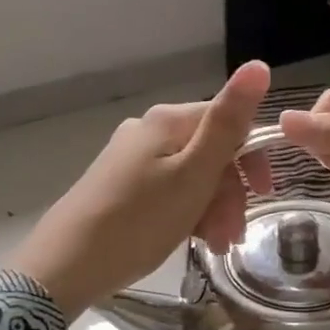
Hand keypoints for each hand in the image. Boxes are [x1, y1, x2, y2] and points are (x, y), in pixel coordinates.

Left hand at [6, 62, 272, 317]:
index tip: (263, 196)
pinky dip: (187, 214)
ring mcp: (131, 158)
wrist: (66, 265)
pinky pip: (169, 192)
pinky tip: (192, 241)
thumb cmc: (139, 219)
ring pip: (191, 176)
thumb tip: (258, 64)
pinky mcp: (119, 186)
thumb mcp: (194, 173)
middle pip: (210, 152)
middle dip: (230, 193)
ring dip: (212, 209)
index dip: (251, 159)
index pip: (229, 123)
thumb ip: (228, 122)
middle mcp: (149, 130)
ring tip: (215, 246)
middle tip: (232, 236)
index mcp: (168, 121)